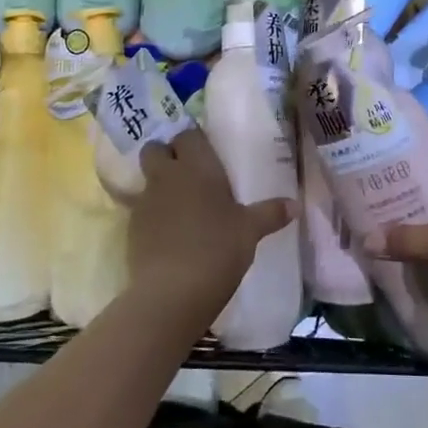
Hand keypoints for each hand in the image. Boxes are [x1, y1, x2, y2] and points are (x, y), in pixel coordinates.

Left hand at [127, 128, 295, 328]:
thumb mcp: (250, 231)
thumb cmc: (217, 249)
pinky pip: (141, 210)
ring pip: (146, 179)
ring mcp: (145, 201)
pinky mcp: (131, 229)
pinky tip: (169, 234)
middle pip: (155, 149)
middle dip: (166, 155)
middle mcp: (167, 176)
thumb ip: (271, 213)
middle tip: (188, 174)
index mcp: (197, 166)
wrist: (171, 293)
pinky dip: (153, 215)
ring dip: (159, 185)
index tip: (207, 154)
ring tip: (180, 206)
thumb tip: (295, 205)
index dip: (194, 141)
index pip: (188, 134)